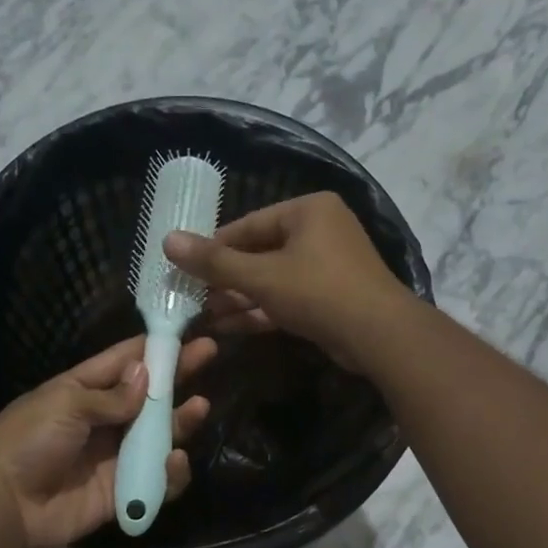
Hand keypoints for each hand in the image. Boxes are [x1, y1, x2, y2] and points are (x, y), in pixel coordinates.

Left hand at [0, 333, 216, 547]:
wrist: (4, 506)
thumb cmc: (28, 442)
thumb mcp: (65, 404)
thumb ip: (110, 396)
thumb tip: (145, 376)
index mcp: (81, 391)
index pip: (122, 362)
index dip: (153, 347)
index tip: (184, 332)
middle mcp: (102, 421)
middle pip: (147, 396)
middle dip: (177, 376)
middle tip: (209, 354)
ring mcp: (113, 457)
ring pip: (157, 435)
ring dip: (180, 421)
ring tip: (199, 408)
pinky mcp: (122, 492)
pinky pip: (155, 479)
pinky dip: (170, 472)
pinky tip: (175, 460)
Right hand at [163, 192, 412, 370]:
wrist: (379, 336)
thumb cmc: (318, 292)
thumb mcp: (261, 276)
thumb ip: (214, 262)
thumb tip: (167, 240)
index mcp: (308, 210)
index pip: (248, 225)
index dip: (214, 248)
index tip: (185, 267)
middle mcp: (320, 231)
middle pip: (260, 252)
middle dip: (226, 279)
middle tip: (193, 297)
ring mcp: (328, 265)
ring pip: (273, 278)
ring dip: (240, 297)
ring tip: (206, 315)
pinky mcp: (330, 297)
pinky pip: (288, 297)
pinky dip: (262, 310)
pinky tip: (230, 327)